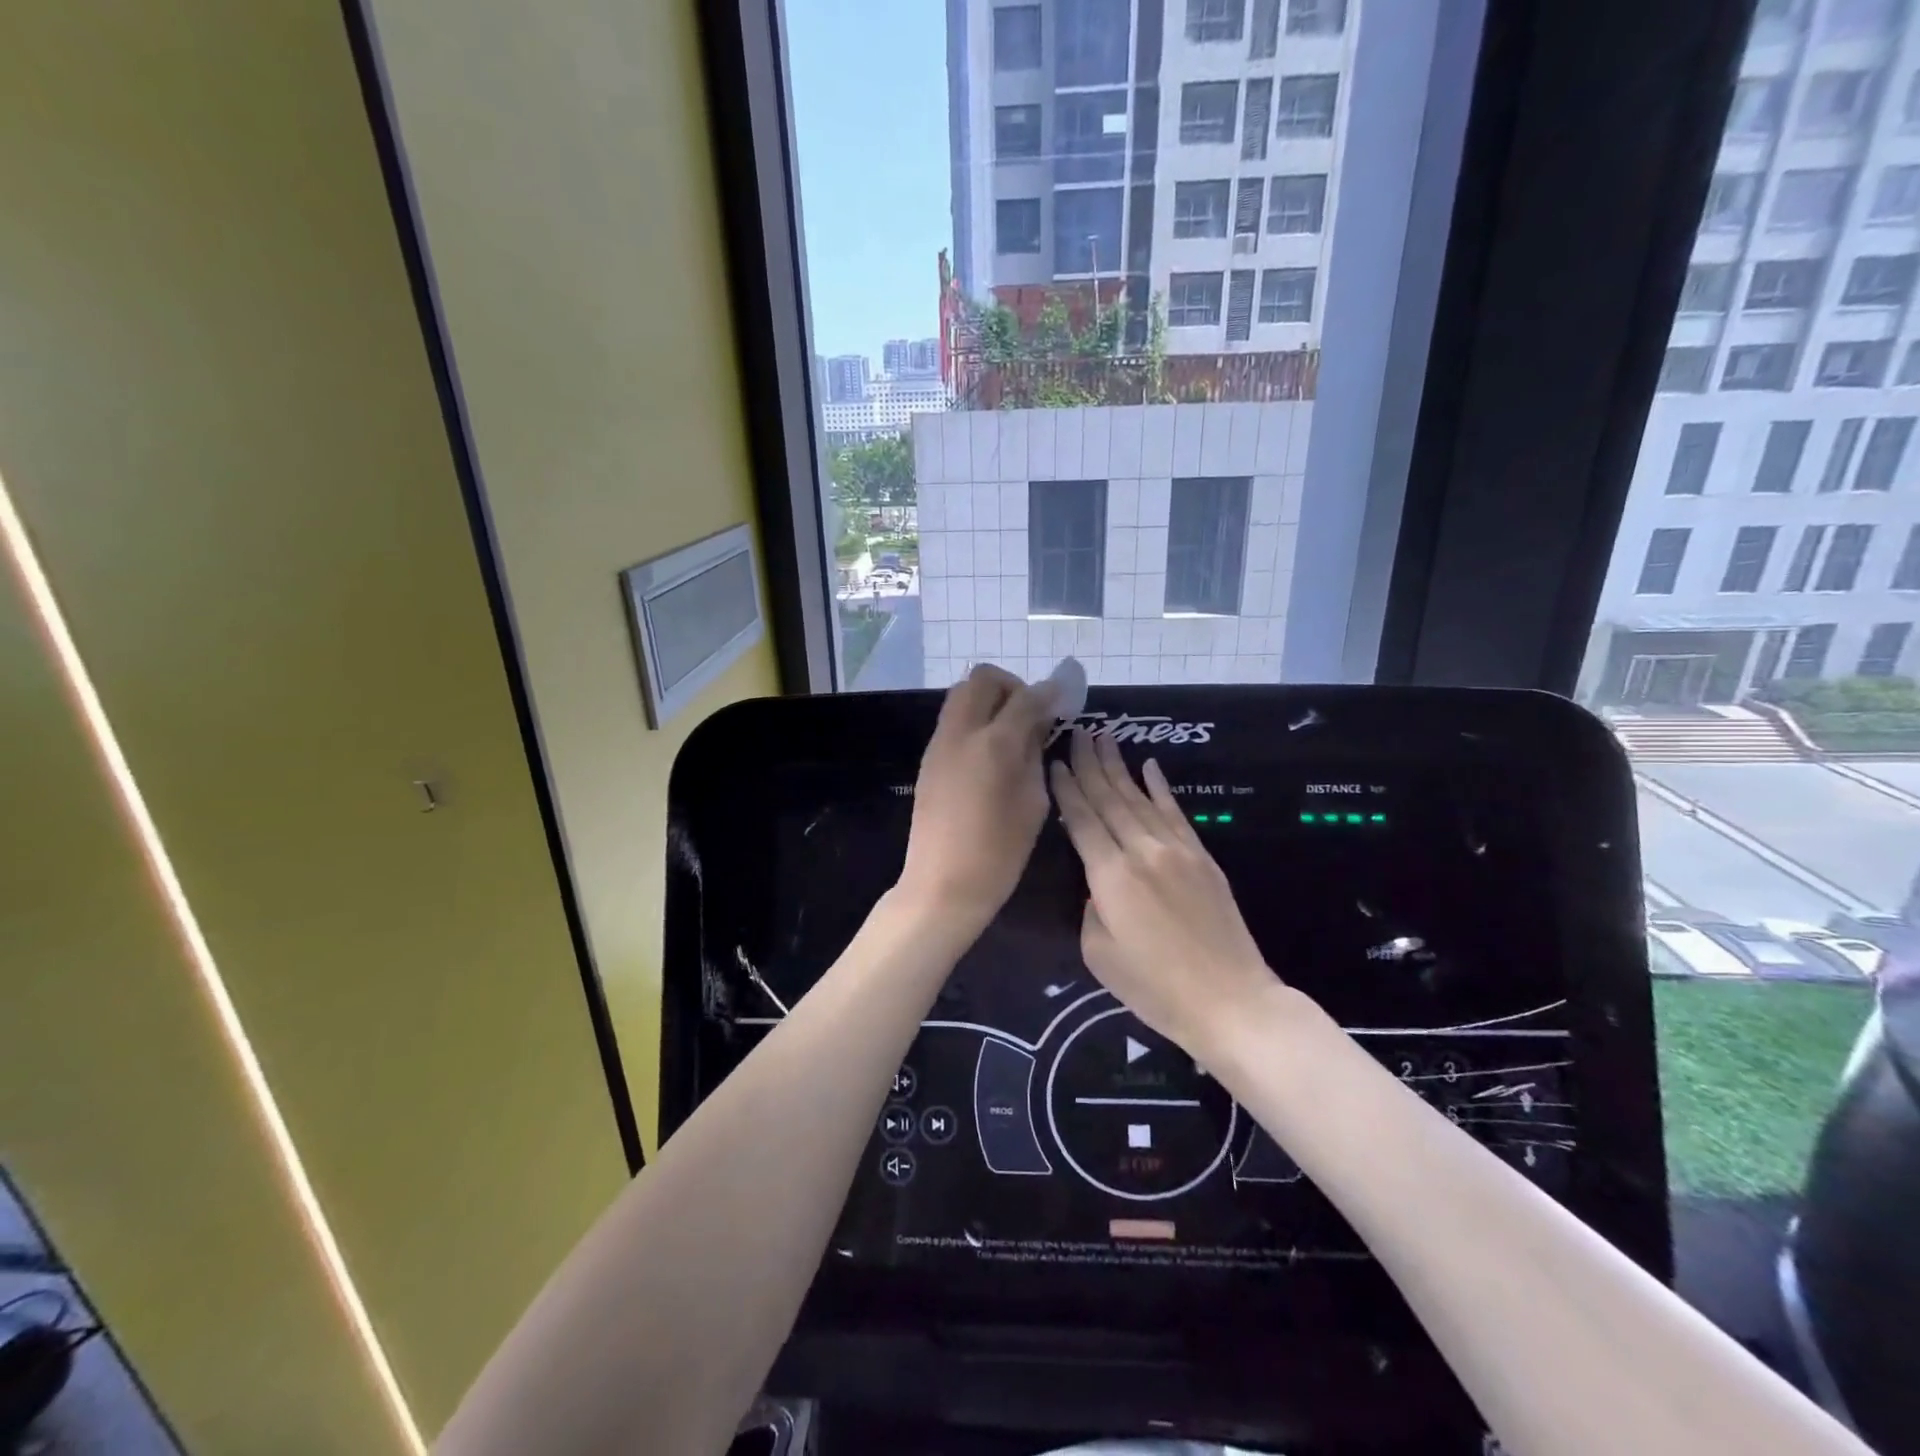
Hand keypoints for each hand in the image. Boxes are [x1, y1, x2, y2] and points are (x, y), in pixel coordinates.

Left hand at [897, 664, 1056, 931]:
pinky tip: (990, 751)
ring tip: (1012, 732)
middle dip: (1012, 686)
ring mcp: (940, 743)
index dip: (1049, 692)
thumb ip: (1035, 755)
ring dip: (990, 699)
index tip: (1064, 698)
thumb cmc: (999, 853)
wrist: (941, 885)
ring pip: (962, 694)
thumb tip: (1037, 726)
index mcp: (995, 745)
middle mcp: (962, 732)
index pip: (1027, 697)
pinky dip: (975, 719)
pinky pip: (953, 719)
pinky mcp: (929, 758)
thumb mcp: (1033, 803)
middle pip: (983, 678)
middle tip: (1030, 713)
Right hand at [1050, 729, 1276, 1051]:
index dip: (1066, 788)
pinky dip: (1160, 787)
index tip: (1054, 760)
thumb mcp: (1099, 954)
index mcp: (1109, 876)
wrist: (1230, 1001)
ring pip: (1140, 798)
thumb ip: (1089, 908)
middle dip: (1089, 763)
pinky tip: (1150, 766)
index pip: (1082, 819)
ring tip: (1104, 738)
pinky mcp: (1202, 857)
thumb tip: (1096, 884)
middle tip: (1078, 731)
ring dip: (1119, 766)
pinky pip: (1176, 812)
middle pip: (1109, 798)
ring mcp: (1176, 850)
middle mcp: (1142, 851)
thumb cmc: (1155, 988)